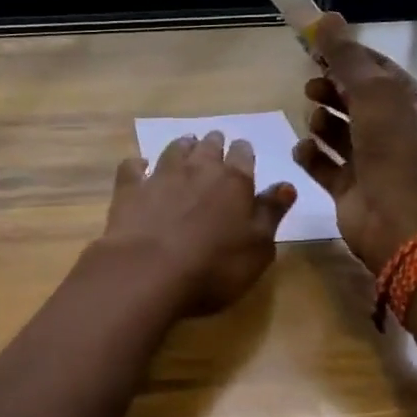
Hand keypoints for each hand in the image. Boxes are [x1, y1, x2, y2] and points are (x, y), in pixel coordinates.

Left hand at [96, 131, 296, 315]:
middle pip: (208, 146)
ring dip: (182, 146)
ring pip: (175, 149)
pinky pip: (133, 167)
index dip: (243, 153)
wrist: (148, 272)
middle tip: (214, 145)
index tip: (242, 153)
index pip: (243, 155)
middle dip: (213, 144)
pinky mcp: (130, 189)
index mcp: (234, 182)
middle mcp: (198, 169)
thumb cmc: (214, 267)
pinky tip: (139, 167)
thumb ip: (271, 213)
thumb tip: (286, 185)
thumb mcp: (258, 248)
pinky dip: (138, 165)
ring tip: (186, 146)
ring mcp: (161, 176)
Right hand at [292, 14, 416, 273]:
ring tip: (312, 121)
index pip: (378, 72)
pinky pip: (325, 164)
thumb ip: (347, 56)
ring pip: (340, 133)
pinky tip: (302, 150)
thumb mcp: (373, 92)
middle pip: (356, 101)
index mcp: (412, 107)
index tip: (316, 48)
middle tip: (311, 87)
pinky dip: (312, 155)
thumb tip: (327, 17)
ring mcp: (373, 162)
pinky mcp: (351, 187)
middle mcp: (396, 133)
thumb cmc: (392, 149)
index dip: (348, 57)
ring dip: (322, 123)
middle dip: (332, 91)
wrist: (396, 220)